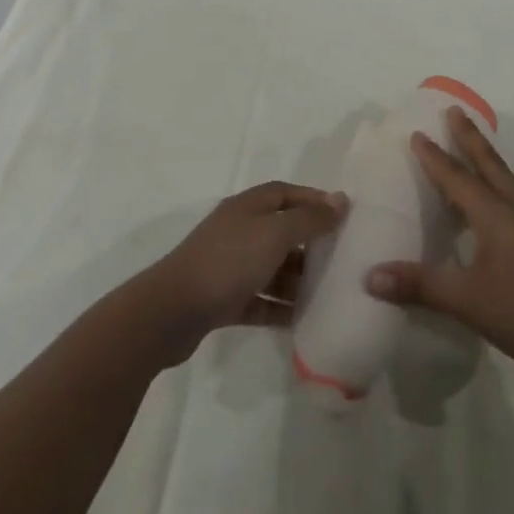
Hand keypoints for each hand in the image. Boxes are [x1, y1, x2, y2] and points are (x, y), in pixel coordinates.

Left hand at [138, 181, 345, 364]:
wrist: (171, 312)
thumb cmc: (228, 262)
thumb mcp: (275, 234)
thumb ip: (309, 219)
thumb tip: (340, 200)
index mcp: (247, 207)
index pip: (285, 193)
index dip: (312, 200)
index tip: (341, 215)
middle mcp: (238, 231)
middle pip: (280, 231)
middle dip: (308, 243)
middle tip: (339, 258)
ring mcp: (228, 266)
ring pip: (270, 267)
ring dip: (296, 279)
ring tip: (326, 293)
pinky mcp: (222, 299)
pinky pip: (258, 300)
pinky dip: (278, 307)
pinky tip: (301, 320)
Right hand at [365, 111, 513, 382]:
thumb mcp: (468, 302)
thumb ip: (420, 285)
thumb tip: (369, 275)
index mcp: (495, 214)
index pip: (457, 177)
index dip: (434, 157)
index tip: (417, 133)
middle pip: (489, 162)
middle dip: (469, 136)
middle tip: (454, 110)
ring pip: (507, 176)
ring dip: (487, 157)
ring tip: (475, 147)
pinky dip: (502, 181)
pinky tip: (501, 200)